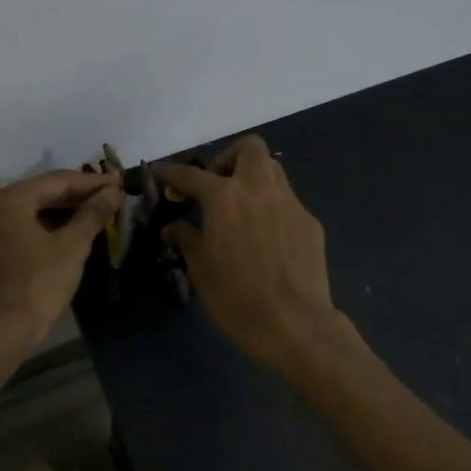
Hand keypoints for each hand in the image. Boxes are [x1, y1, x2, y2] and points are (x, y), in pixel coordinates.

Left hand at [0, 170, 118, 350]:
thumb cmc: (35, 287)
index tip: (116, 183)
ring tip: (81, 222)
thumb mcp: (71, 249)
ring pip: (18, 217)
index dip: (89, 182)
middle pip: (34, 196)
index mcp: (7, 201)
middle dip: (70, 198)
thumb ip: (92, 214)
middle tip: (102, 200)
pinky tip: (48, 247)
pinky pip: (4, 237)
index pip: (55, 181)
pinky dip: (29, 235)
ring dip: (50, 217)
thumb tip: (112, 191)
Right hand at [155, 136, 343, 369]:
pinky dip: (272, 208)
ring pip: (273, 171)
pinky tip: (267, 238)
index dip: (172, 172)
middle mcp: (259, 188)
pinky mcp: (310, 222)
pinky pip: (288, 202)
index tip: (161, 171)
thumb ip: (187, 239)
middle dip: (230, 158)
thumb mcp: (201, 268)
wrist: (293, 321)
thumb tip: (173, 228)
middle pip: (249, 149)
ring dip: (254, 179)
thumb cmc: (236, 295)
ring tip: (242, 209)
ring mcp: (290, 202)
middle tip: (217, 185)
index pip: (192, 175)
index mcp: (224, 197)